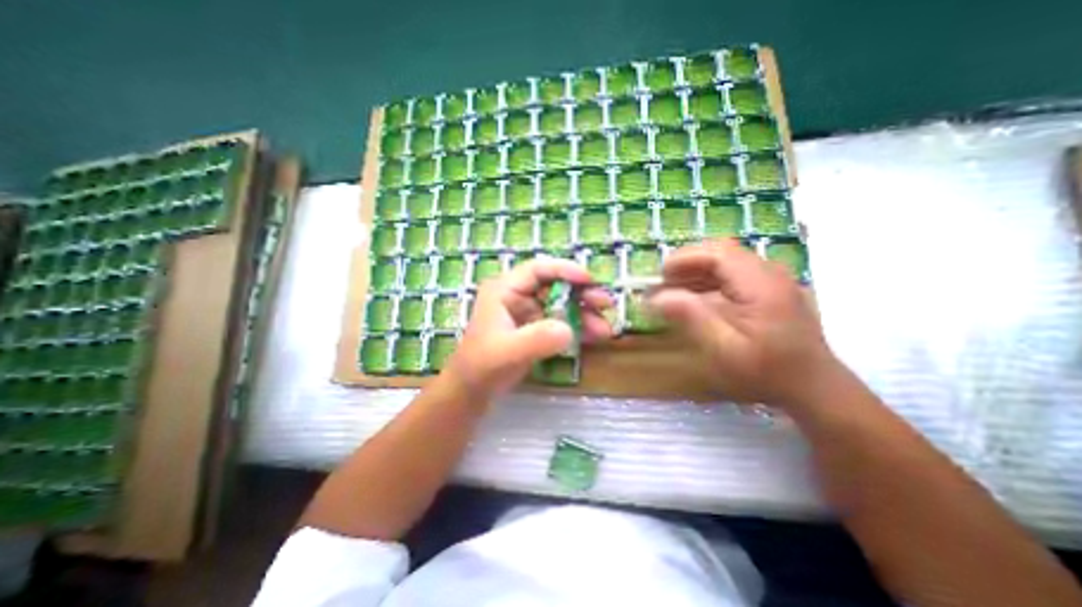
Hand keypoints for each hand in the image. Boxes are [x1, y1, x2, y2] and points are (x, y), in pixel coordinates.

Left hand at [446, 260, 610, 399]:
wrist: (472, 391)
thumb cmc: (482, 367)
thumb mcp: (508, 351)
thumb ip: (537, 339)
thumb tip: (569, 330)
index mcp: (505, 290)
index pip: (538, 270)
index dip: (565, 270)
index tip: (591, 281)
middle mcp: (517, 296)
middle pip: (555, 286)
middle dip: (582, 294)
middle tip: (606, 304)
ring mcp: (527, 313)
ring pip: (561, 305)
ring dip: (584, 314)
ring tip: (606, 328)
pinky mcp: (534, 330)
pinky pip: (560, 322)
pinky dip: (577, 328)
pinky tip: (595, 336)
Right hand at [646, 238, 838, 406]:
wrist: (813, 387)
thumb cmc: (767, 371)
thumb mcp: (723, 348)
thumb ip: (690, 317)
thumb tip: (655, 298)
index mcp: (760, 283)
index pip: (718, 253)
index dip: (685, 258)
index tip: (660, 275)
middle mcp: (769, 274)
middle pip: (721, 252)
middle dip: (688, 263)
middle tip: (663, 282)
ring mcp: (772, 280)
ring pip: (726, 261)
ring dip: (696, 271)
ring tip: (672, 289)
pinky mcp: (769, 290)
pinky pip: (733, 274)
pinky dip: (709, 280)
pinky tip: (694, 297)